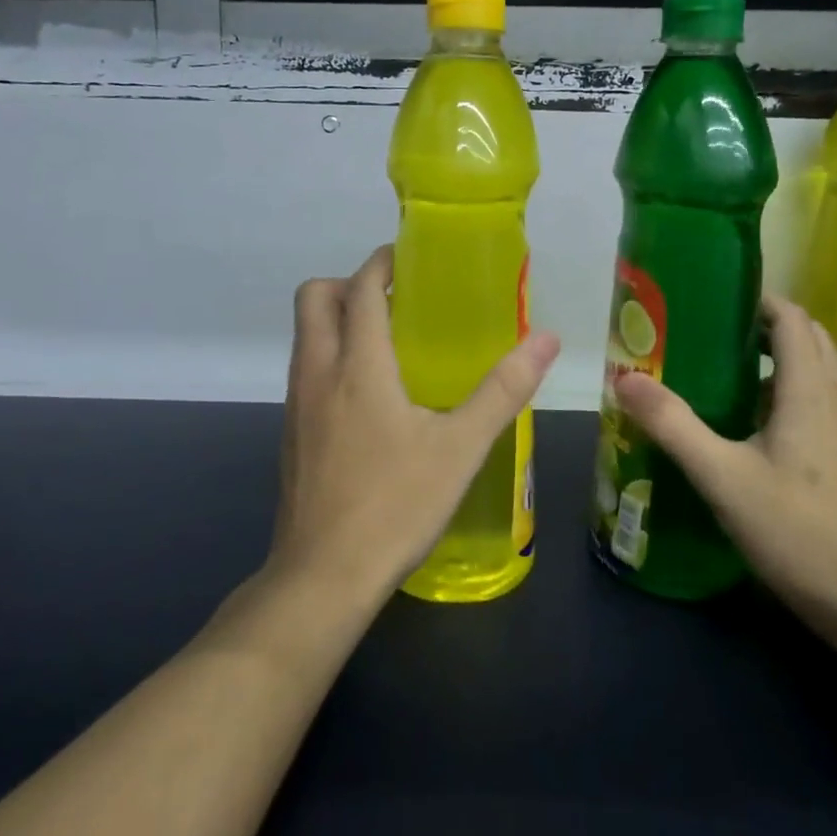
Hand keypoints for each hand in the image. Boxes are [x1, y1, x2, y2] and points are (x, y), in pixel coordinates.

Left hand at [272, 245, 560, 603]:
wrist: (323, 576)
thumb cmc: (395, 505)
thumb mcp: (461, 448)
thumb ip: (503, 390)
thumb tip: (546, 338)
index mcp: (358, 366)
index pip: (359, 288)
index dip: (380, 263)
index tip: (408, 259)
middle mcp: (317, 372)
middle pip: (313, 298)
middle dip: (347, 283)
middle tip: (394, 299)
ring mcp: (296, 404)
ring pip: (305, 335)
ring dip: (337, 320)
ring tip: (387, 342)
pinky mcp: (290, 433)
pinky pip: (305, 371)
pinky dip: (330, 357)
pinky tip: (368, 397)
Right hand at [613, 296, 836, 647]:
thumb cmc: (799, 533)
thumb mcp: (723, 478)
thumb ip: (673, 424)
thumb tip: (625, 377)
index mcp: (812, 389)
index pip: (791, 318)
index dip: (757, 300)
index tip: (713, 300)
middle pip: (808, 337)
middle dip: (764, 325)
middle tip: (711, 335)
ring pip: (821, 370)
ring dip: (781, 358)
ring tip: (729, 374)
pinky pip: (828, 399)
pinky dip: (795, 390)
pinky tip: (762, 425)